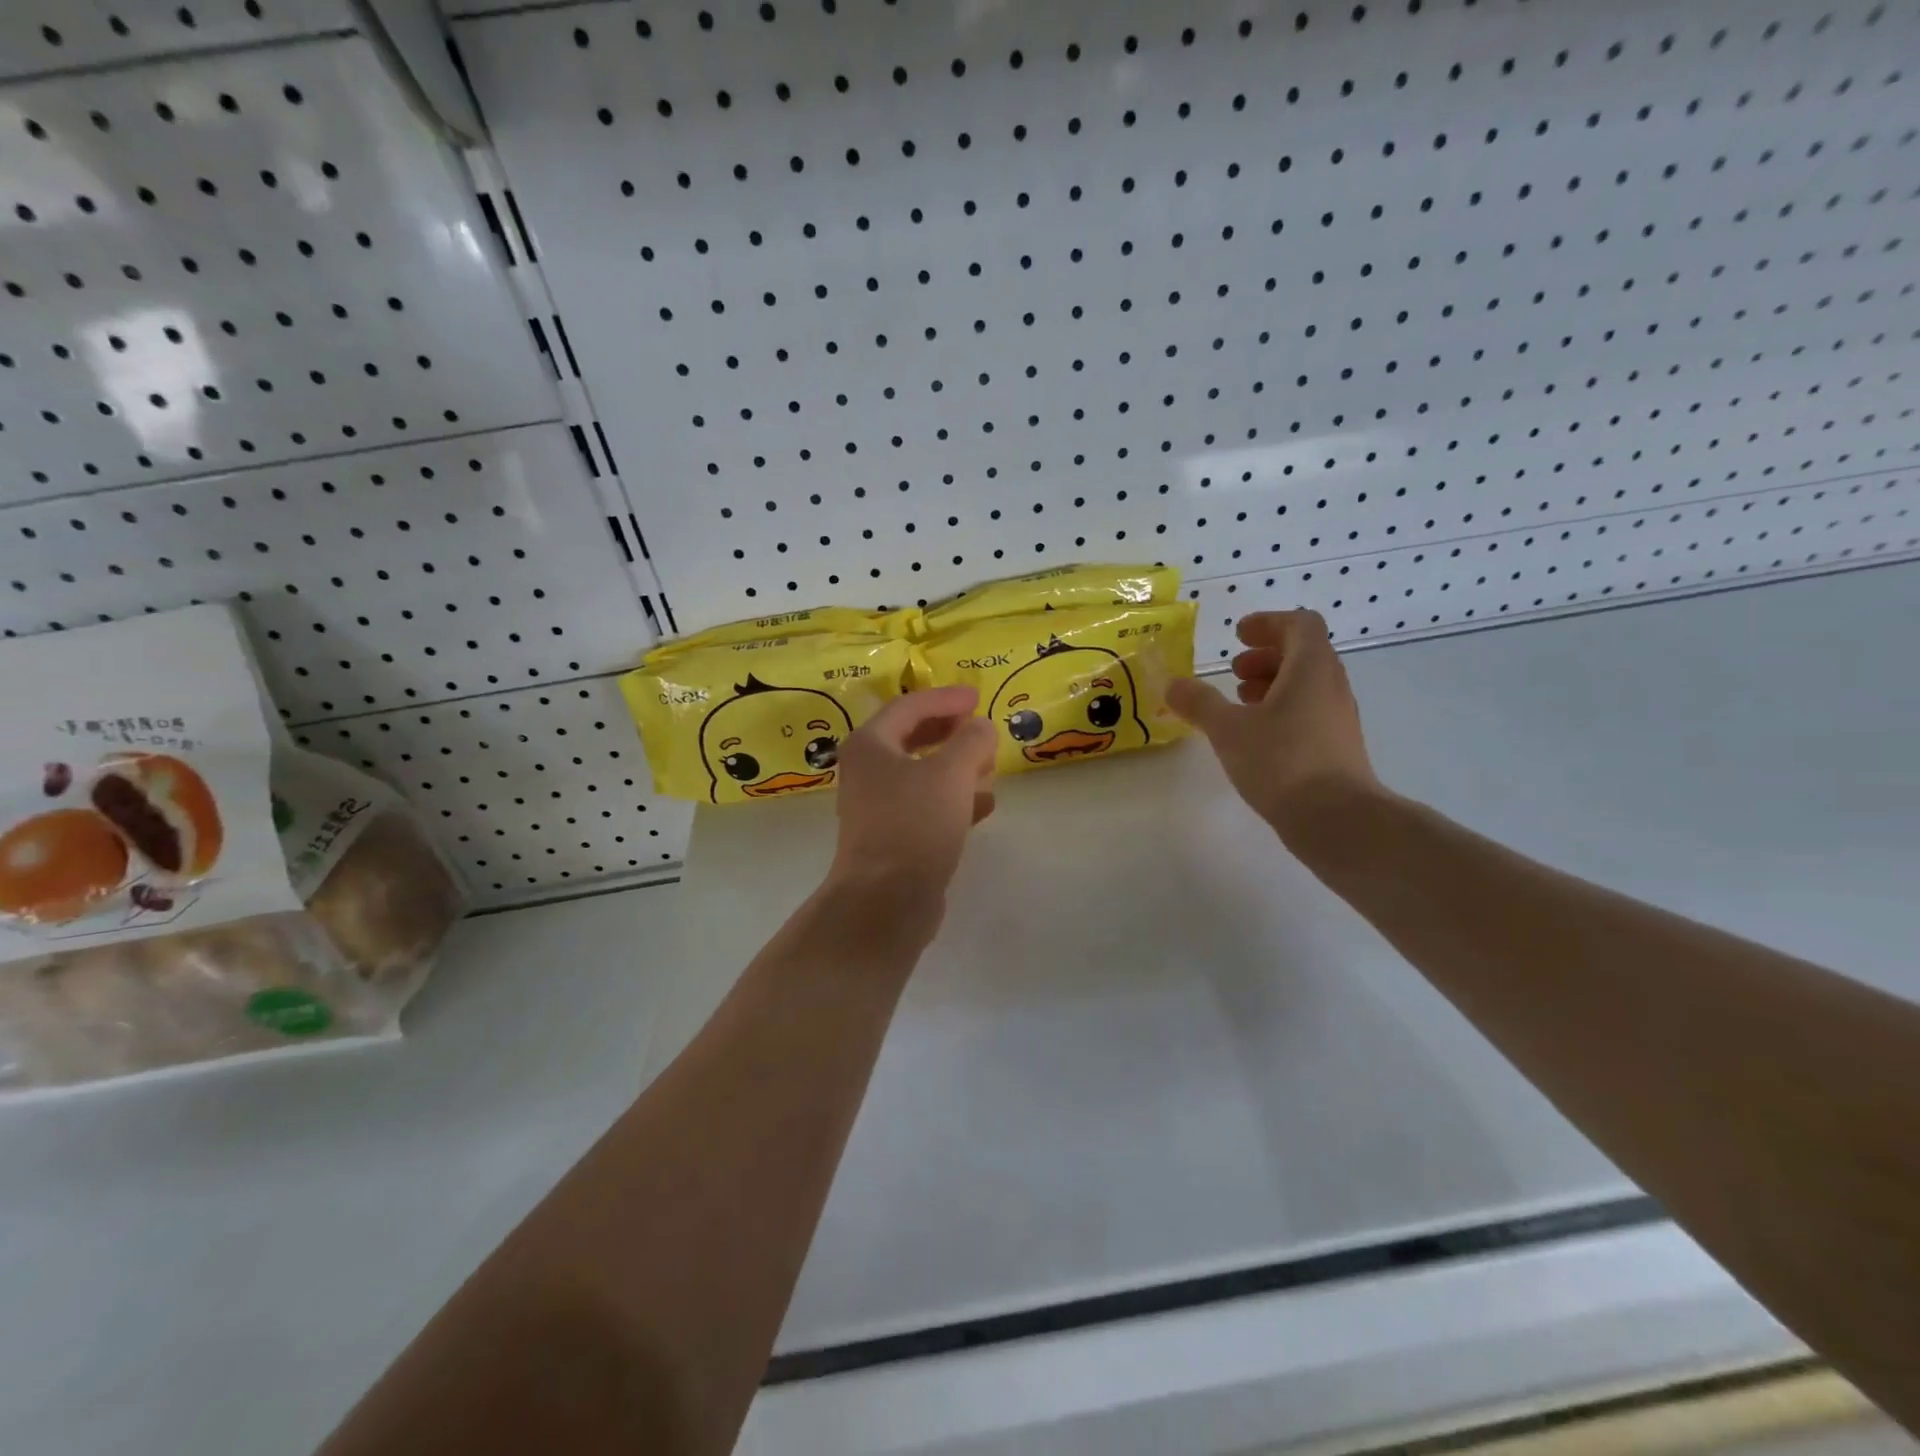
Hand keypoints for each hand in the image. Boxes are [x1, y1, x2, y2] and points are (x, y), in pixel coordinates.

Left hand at [828, 686, 997, 904]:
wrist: (886, 900)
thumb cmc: (915, 824)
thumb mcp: (952, 773)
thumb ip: (972, 741)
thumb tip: (982, 728)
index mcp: (870, 745)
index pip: (909, 706)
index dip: (946, 698)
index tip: (978, 697)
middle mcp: (867, 771)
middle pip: (912, 738)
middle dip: (951, 732)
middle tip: (981, 728)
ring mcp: (877, 807)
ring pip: (921, 774)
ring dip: (956, 766)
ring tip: (989, 766)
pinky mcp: (892, 836)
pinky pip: (925, 805)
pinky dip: (953, 799)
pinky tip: (984, 806)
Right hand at [1166, 610, 1381, 840]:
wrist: (1336, 820)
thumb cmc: (1281, 762)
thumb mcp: (1227, 729)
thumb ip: (1199, 702)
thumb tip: (1173, 684)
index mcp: (1311, 668)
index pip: (1300, 624)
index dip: (1268, 623)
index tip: (1238, 636)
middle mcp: (1331, 686)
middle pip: (1303, 653)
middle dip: (1265, 656)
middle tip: (1234, 671)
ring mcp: (1338, 717)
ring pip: (1306, 685)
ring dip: (1272, 684)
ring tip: (1239, 703)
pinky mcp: (1337, 746)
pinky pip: (1309, 711)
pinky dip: (1281, 710)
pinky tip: (1256, 737)